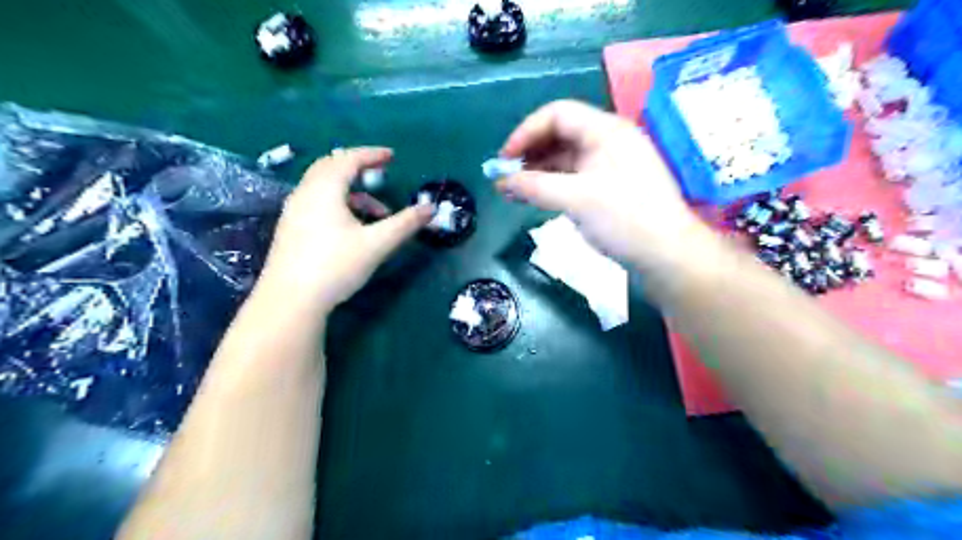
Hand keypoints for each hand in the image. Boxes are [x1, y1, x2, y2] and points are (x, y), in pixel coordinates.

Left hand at [258, 147, 432, 314]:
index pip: (348, 159)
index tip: (392, 156)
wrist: (291, 300)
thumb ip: (405, 223)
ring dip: (352, 191)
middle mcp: (305, 193)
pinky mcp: (291, 229)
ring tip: (377, 213)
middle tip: (380, 174)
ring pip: (324, 187)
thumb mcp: (376, 244)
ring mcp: (294, 211)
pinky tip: (352, 227)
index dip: (372, 155)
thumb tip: (431, 208)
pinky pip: (317, 201)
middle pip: (331, 167)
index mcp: (324, 189)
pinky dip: (339, 203)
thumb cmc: (335, 265)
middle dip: (358, 167)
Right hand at [501, 100, 704, 267]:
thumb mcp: (576, 199)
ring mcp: (612, 165)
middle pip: (561, 134)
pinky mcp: (612, 188)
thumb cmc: (625, 219)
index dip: (526, 132)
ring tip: (515, 191)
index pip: (557, 114)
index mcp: (605, 130)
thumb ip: (535, 187)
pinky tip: (538, 198)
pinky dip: (554, 184)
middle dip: (530, 153)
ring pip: (567, 158)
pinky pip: (576, 177)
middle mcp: (609, 141)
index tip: (503, 160)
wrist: (668, 256)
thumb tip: (501, 182)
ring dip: (539, 171)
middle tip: (506, 178)